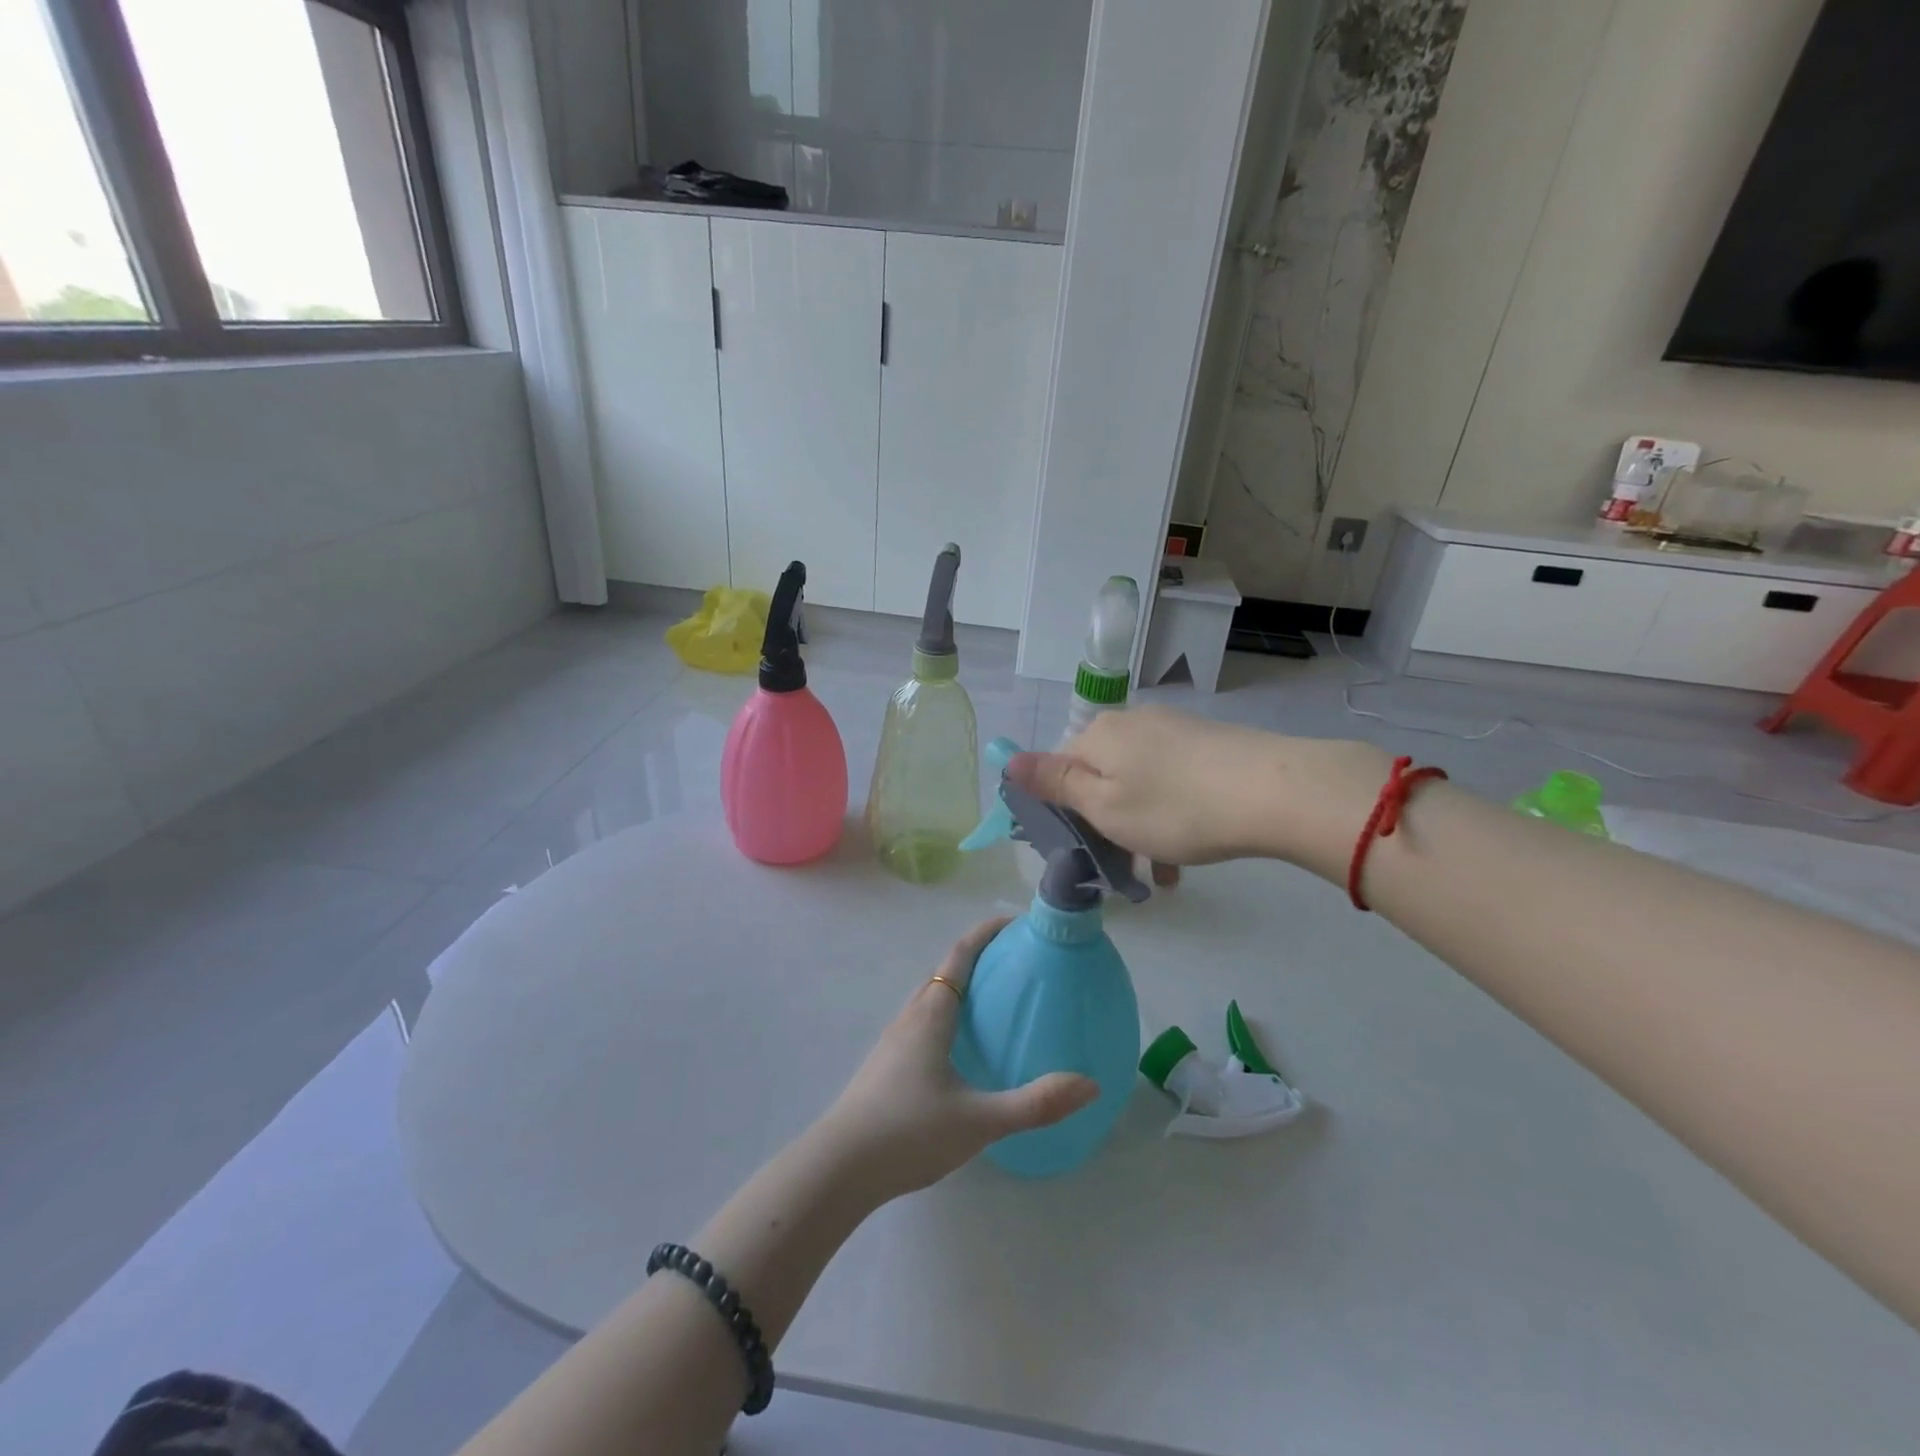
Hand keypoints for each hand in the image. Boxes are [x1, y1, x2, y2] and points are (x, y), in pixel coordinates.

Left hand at [813, 918, 1097, 1204]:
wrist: (839, 1168)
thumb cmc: (909, 1132)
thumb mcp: (979, 1120)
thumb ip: (1035, 1103)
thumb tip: (1089, 1085)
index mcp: (931, 1014)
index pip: (960, 956)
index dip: (985, 933)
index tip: (1014, 922)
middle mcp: (910, 1017)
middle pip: (945, 972)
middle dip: (977, 958)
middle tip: (1015, 962)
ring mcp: (893, 1041)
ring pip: (930, 999)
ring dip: (960, 987)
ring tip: (993, 1002)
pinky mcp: (886, 1065)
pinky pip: (922, 1023)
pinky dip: (947, 1016)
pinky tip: (961, 1051)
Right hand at [1007, 706, 1390, 875]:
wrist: (1275, 791)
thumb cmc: (1175, 808)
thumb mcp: (1105, 806)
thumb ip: (1056, 783)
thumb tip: (1008, 760)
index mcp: (1098, 735)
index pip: (1058, 768)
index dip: (1061, 810)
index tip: (1078, 847)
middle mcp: (1131, 723)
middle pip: (1100, 775)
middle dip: (1105, 822)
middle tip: (1121, 865)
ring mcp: (1173, 729)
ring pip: (1138, 783)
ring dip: (1140, 827)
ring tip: (1161, 872)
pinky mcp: (1208, 742)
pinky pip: (1171, 780)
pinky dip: (1170, 814)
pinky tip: (1188, 851)